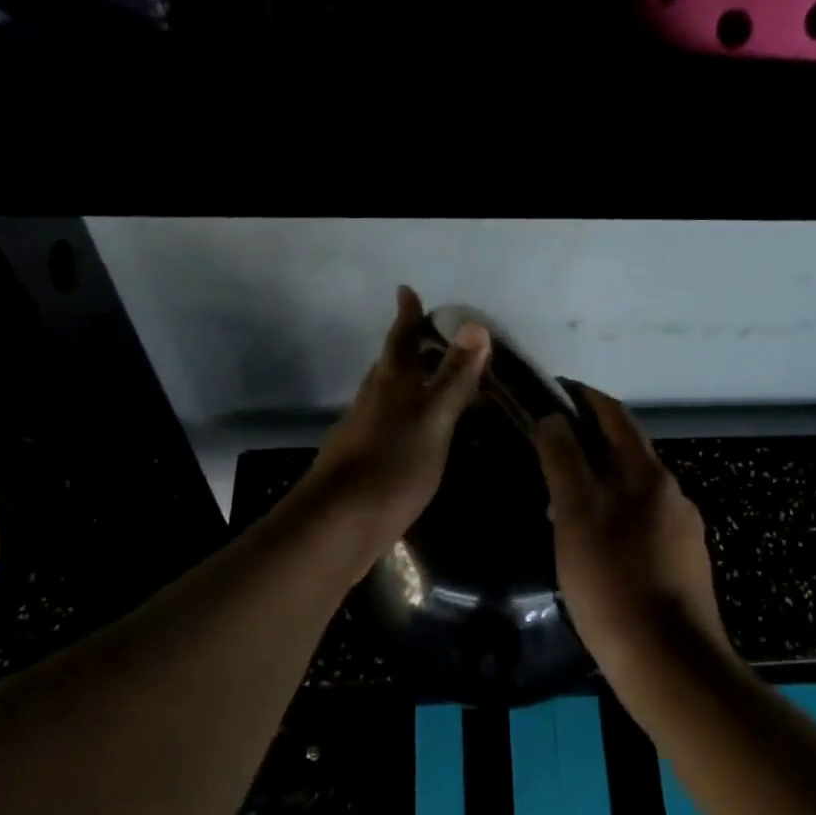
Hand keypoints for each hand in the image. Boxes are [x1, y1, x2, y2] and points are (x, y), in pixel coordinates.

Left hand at [298, 286, 490, 549]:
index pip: (401, 337)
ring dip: (415, 383)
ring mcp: (365, 429)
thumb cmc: (394, 463)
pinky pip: (393, 422)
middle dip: (414, 348)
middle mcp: (374, 398)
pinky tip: (426, 432)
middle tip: (441, 340)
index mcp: (391, 381)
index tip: (407, 291)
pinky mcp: (365, 458)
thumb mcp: (435, 418)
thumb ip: (455, 376)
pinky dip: (412, 414)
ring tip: (442, 384)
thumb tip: (474, 325)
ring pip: (393, 394)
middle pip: (394, 363)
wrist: (340, 523)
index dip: (408, 314)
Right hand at [533, 382, 731, 679]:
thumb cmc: (614, 585)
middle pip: (627, 454)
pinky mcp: (684, 565)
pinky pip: (643, 525)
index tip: (556, 390)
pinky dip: (614, 517)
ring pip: (634, 492)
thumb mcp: (577, 518)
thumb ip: (564, 463)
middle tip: (547, 450)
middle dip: (589, 443)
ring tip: (560, 502)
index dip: (586, 398)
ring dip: (600, 484)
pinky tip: (594, 547)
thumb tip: (553, 418)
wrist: (670, 665)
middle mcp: (673, 495)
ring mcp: (683, 532)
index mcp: (648, 476)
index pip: (616, 417)